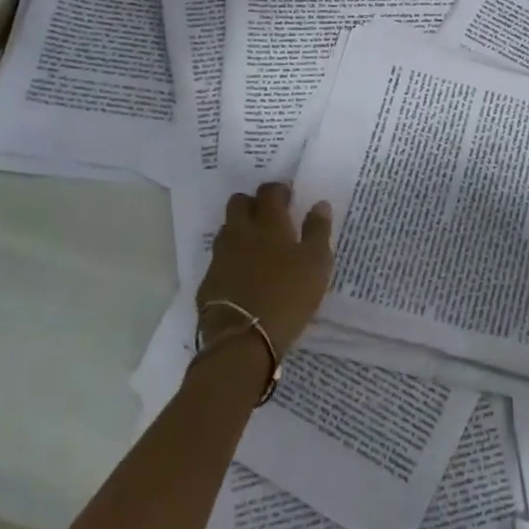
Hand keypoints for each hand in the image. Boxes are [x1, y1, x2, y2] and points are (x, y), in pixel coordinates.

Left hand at [197, 182, 333, 357]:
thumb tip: (319, 205)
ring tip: (257, 246)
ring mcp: (221, 257)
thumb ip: (318, 231)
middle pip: (239, 203)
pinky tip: (244, 275)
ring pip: (227, 230)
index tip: (288, 196)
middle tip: (270, 216)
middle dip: (253, 203)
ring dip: (240, 230)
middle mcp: (240, 233)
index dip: (279, 190)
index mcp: (269, 224)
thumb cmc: (289, 296)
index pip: (270, 192)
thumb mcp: (317, 264)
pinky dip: (232, 260)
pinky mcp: (209, 281)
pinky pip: (220, 259)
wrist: (243, 339)